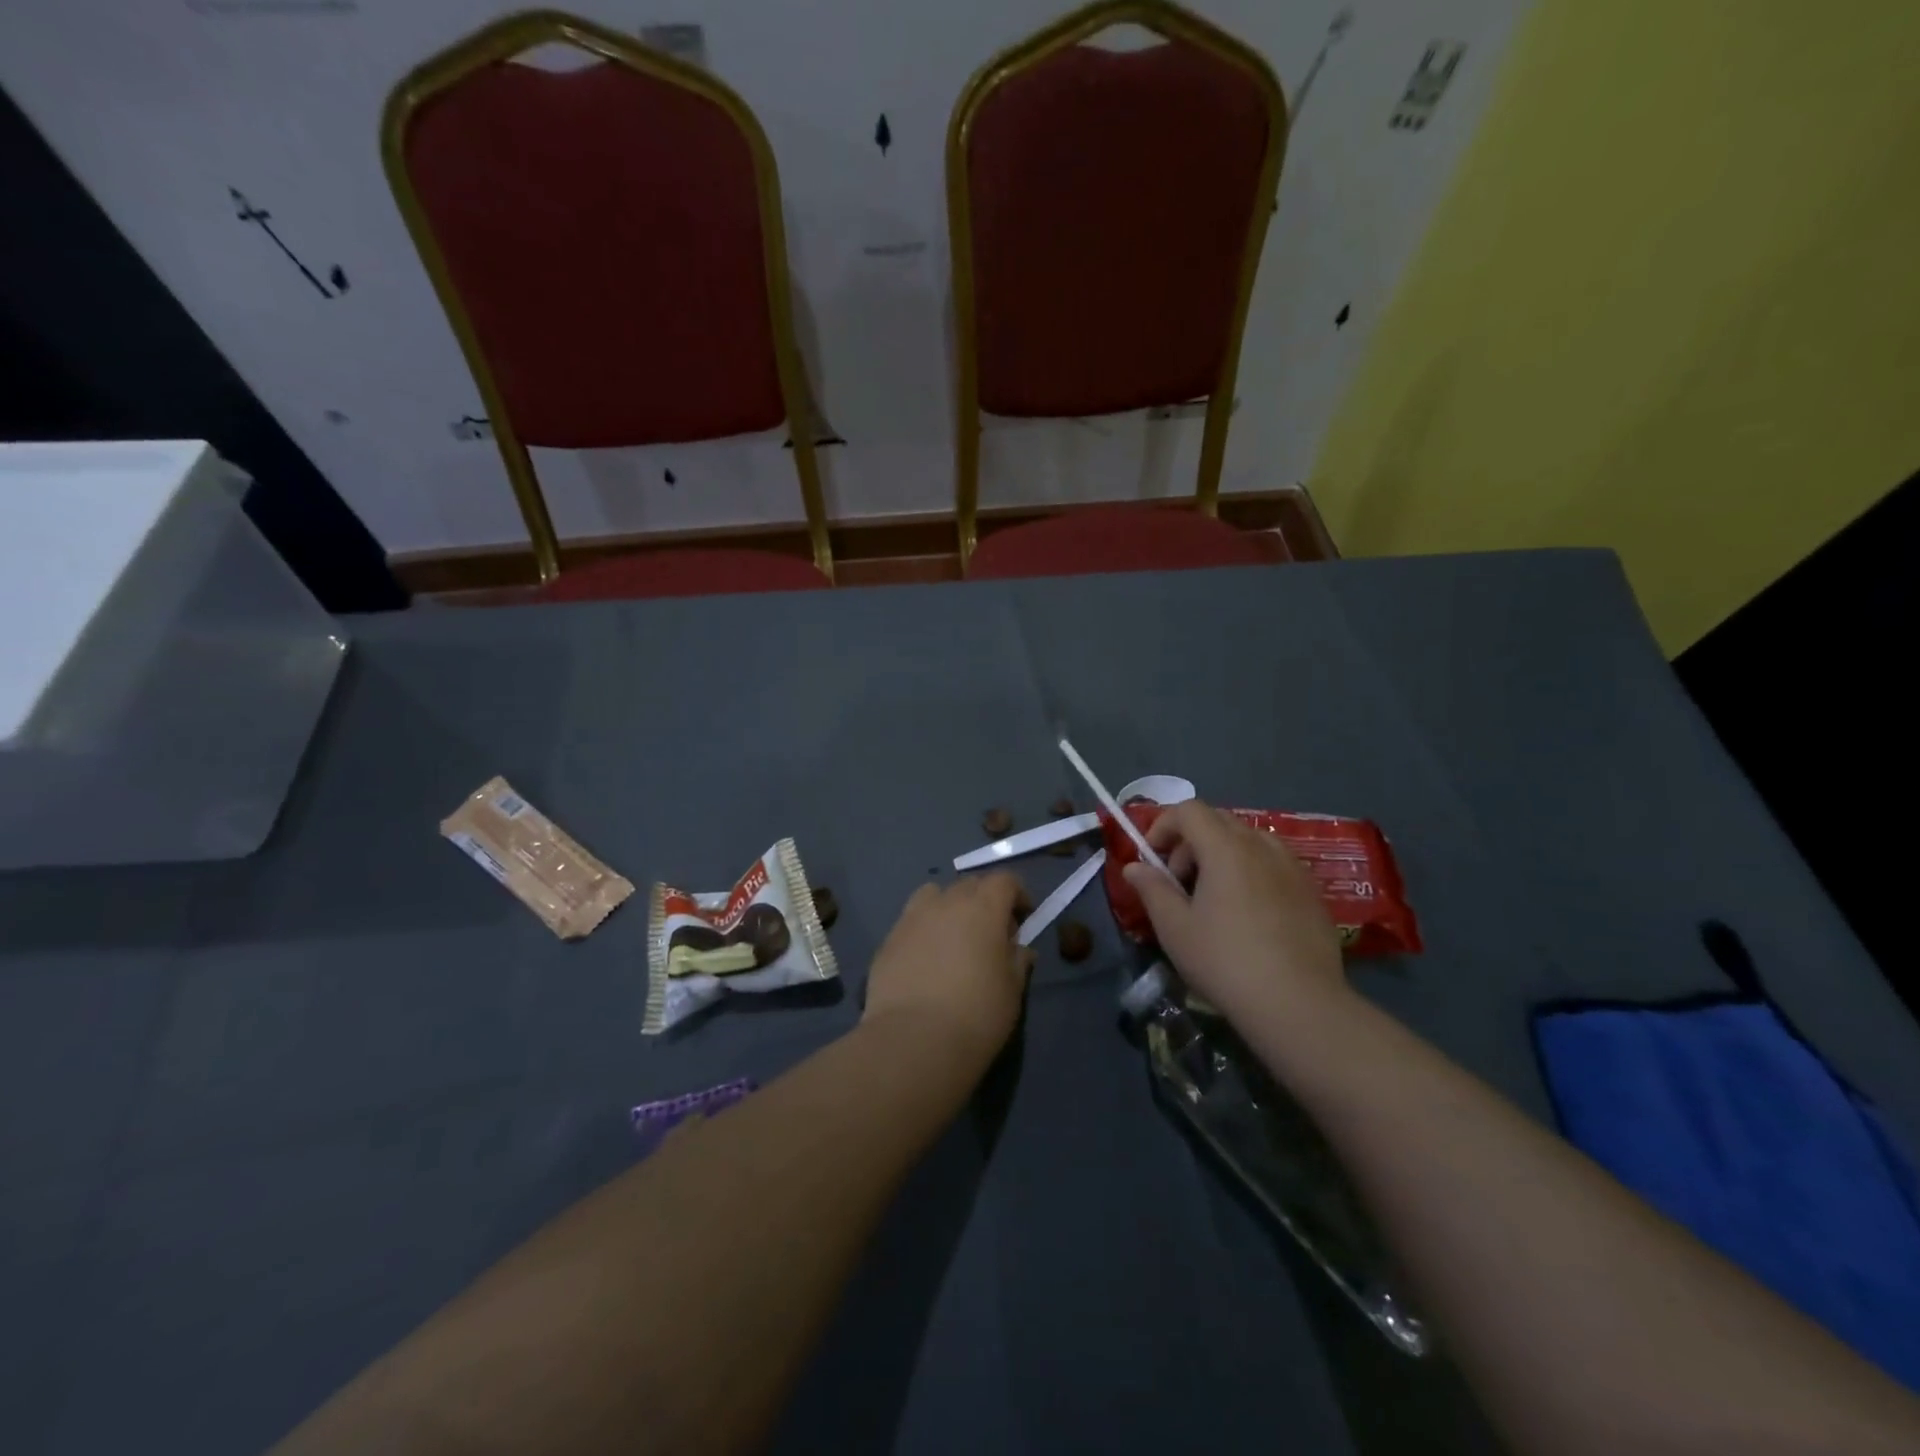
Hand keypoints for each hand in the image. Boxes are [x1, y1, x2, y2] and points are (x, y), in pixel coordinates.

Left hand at [863, 874, 1033, 1064]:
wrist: (914, 1040)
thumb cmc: (977, 1014)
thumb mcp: (1012, 990)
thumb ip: (1017, 960)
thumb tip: (1018, 949)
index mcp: (983, 907)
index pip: (1004, 881)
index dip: (1017, 894)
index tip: (1023, 918)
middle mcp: (946, 902)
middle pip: (970, 884)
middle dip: (985, 900)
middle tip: (992, 933)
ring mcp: (912, 918)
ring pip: (934, 895)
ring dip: (949, 907)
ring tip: (954, 939)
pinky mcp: (888, 940)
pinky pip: (912, 922)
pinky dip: (924, 930)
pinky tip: (927, 961)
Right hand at [1122, 800, 1347, 1026]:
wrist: (1299, 1004)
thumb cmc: (1225, 961)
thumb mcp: (1175, 928)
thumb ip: (1152, 889)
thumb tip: (1134, 867)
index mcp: (1226, 848)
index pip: (1189, 810)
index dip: (1163, 825)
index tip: (1152, 858)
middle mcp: (1262, 846)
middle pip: (1219, 821)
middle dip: (1191, 841)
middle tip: (1179, 881)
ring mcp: (1293, 868)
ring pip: (1250, 840)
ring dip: (1223, 855)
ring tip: (1214, 897)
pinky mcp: (1312, 892)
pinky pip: (1274, 864)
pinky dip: (1251, 872)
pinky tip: (1249, 915)